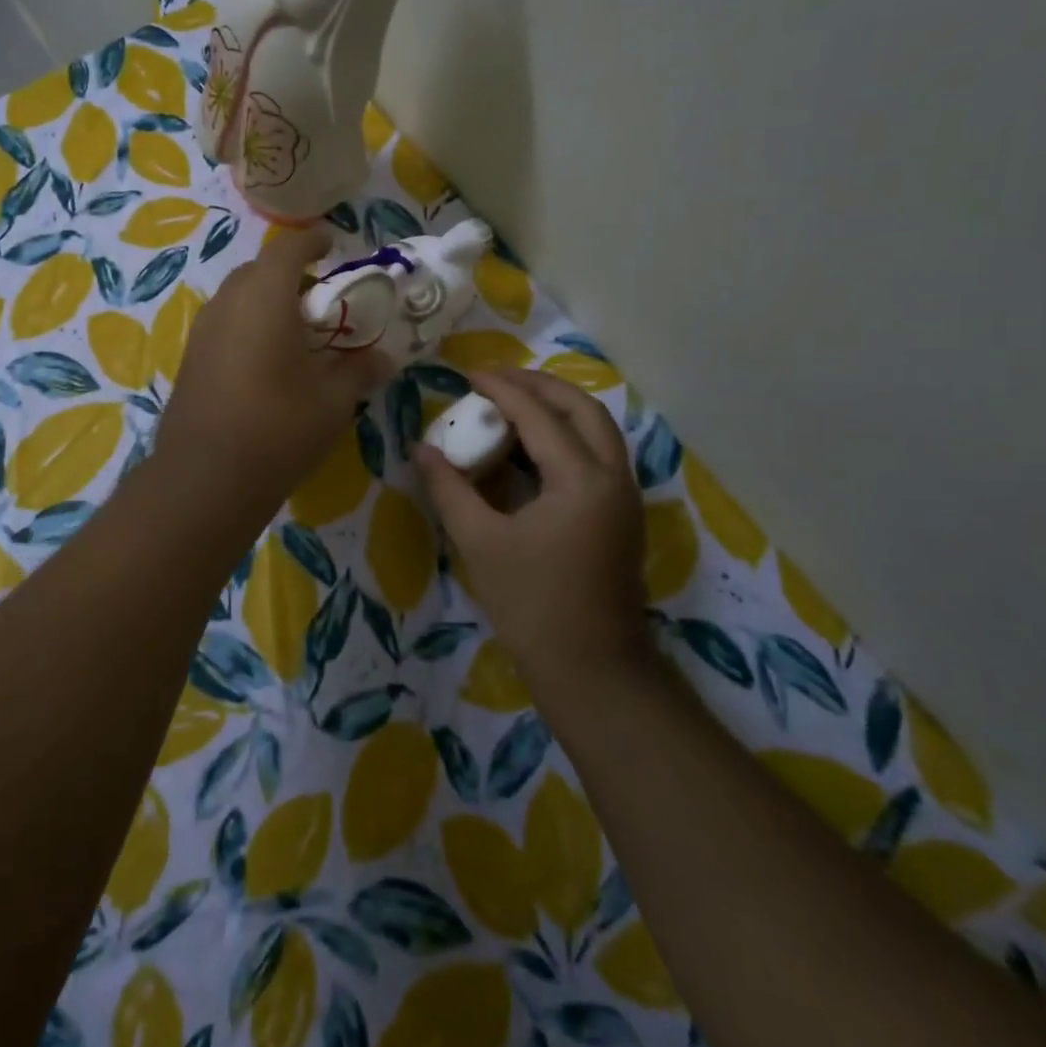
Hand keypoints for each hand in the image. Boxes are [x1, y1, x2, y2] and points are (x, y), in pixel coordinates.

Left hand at [156, 227, 392, 508]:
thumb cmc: (278, 429)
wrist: (205, 479)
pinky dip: (248, 326)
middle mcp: (227, 304)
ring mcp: (202, 332)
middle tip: (320, 299)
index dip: (311, 241)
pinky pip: (224, 324)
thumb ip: (359, 370)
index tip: (331, 244)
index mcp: (264, 298)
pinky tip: (266, 361)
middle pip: (259, 271)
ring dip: (266, 301)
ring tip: (296, 332)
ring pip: (237, 298)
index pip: (287, 249)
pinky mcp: (190, 360)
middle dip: (290, 275)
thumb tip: (384, 358)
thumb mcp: (333, 401)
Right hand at [415, 368, 651, 680]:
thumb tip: (421, 449)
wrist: (593, 672)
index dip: (501, 388)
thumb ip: (449, 489)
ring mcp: (624, 497)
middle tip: (495, 380)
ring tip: (511, 403)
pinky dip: (565, 436)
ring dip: (556, 407)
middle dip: (538, 385)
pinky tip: (531, 447)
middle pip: (582, 408)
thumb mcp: (480, 543)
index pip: (538, 415)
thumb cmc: (533, 606)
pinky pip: (597, 454)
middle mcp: (613, 477)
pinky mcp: (621, 516)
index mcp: (582, 479)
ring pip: (596, 429)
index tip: (467, 374)